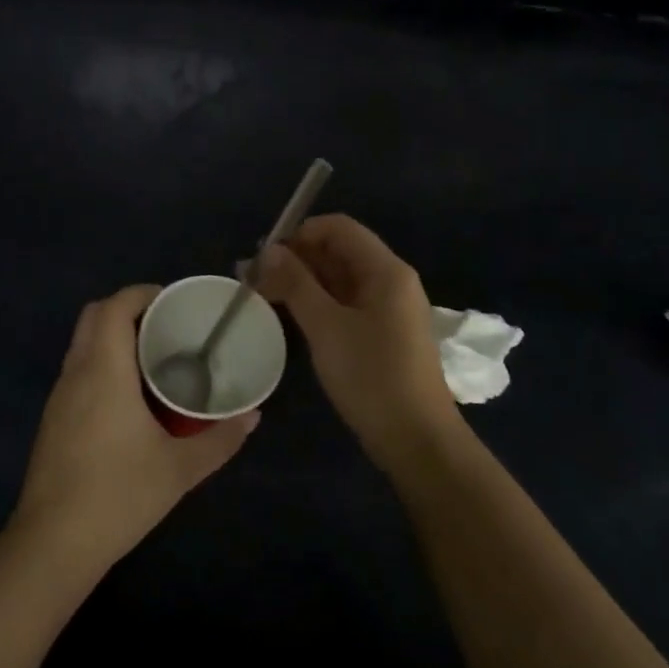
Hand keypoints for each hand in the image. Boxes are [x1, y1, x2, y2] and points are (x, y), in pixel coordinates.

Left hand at [12, 285, 257, 571]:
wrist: (53, 543)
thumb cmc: (119, 495)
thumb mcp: (179, 469)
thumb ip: (219, 440)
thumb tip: (253, 416)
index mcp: (104, 371)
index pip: (114, 307)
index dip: (142, 293)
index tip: (172, 302)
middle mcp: (76, 373)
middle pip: (93, 316)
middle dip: (127, 309)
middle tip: (166, 327)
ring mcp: (59, 396)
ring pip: (82, 343)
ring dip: (112, 336)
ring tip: (153, 357)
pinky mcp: (53, 418)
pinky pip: (77, 369)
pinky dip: (101, 362)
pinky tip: (128, 396)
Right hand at [257, 214, 462, 469]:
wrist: (416, 439)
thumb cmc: (371, 376)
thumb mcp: (326, 326)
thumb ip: (296, 283)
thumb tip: (269, 251)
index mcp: (386, 270)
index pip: (338, 228)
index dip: (299, 234)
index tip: (264, 256)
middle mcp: (391, 281)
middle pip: (338, 251)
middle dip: (295, 258)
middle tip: (253, 278)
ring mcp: (389, 308)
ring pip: (339, 279)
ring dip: (302, 281)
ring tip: (262, 295)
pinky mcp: (383, 333)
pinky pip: (346, 303)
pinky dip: (317, 302)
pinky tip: (290, 315)